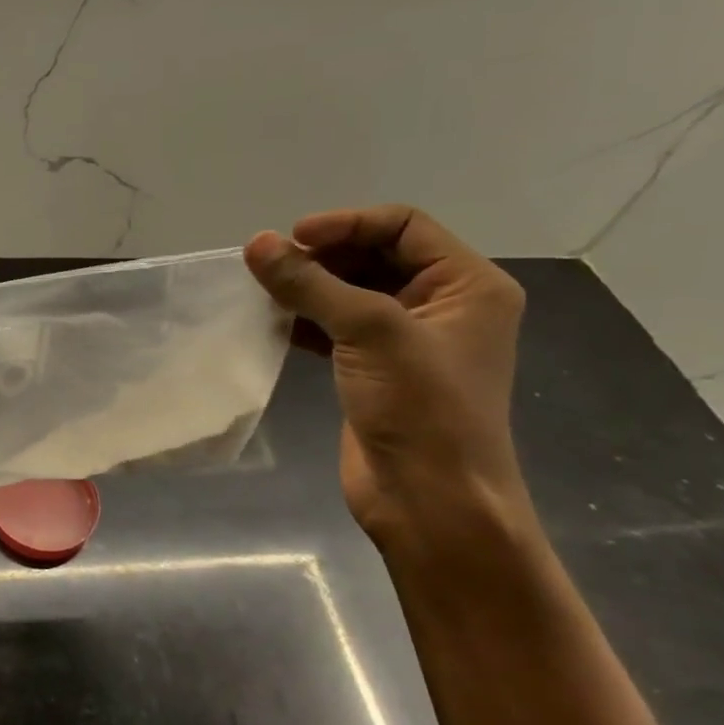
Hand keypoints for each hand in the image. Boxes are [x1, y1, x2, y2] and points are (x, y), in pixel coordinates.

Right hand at [245, 205, 527, 547]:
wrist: (430, 501)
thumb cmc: (421, 408)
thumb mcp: (370, 333)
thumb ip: (311, 284)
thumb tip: (256, 243)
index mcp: (466, 285)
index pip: (403, 226)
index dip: (346, 224)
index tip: (291, 239)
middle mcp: (441, 305)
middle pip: (374, 256)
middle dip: (322, 256)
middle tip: (269, 266)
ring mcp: (406, 340)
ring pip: (350, 293)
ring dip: (308, 288)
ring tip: (263, 291)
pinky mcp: (374, 370)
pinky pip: (335, 328)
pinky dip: (304, 320)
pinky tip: (271, 323)